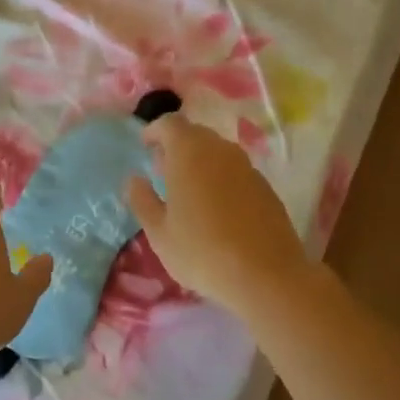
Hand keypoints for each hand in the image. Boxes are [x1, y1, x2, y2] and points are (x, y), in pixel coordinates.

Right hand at [125, 114, 313, 315]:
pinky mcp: (266, 187)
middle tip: (163, 171)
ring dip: (200, 163)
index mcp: (189, 152)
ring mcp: (247, 167)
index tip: (145, 146)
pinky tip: (217, 209)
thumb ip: (142, 200)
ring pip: (218, 153)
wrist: (266, 276)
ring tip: (188, 192)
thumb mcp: (159, 233)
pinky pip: (236, 172)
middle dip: (177, 146)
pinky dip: (221, 179)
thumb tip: (134, 179)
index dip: (155, 131)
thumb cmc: (201, 252)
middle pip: (195, 134)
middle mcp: (220, 150)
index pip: (170, 123)